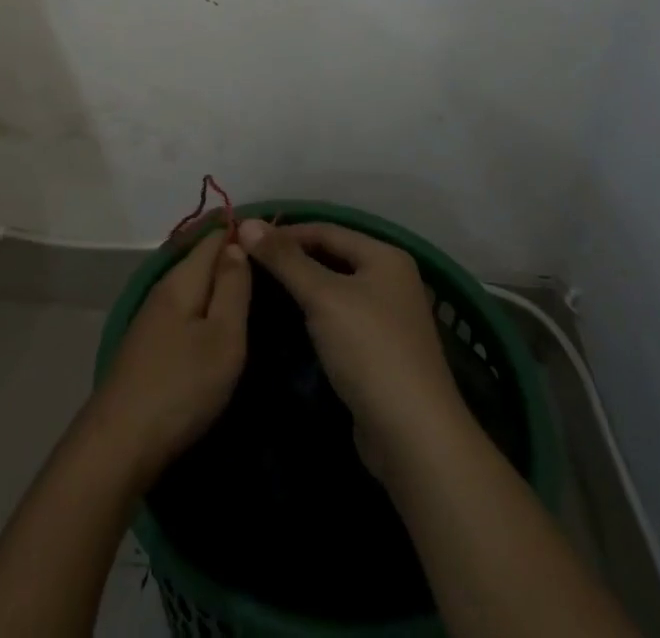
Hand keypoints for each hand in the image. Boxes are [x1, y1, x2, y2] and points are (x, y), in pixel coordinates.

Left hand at [86, 229, 251, 480]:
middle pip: (200, 260)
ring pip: (192, 286)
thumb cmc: (181, 386)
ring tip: (253, 290)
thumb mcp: (222, 338)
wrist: (120, 441)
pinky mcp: (149, 344)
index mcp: (181, 280)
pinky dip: (205, 306)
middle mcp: (163, 289)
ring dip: (218, 283)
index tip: (274, 236)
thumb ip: (233, 288)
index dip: (240, 231)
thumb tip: (236, 244)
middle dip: (230, 256)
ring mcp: (152, 317)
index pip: (213, 238)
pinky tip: (218, 322)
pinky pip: (184, 310)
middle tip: (271, 263)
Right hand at [236, 220, 466, 475]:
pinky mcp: (379, 351)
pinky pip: (339, 318)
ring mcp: (388, 318)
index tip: (245, 240)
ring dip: (300, 288)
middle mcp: (390, 280)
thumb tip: (246, 222)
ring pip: (334, 290)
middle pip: (332, 257)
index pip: (326, 230)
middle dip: (291, 259)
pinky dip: (314, 314)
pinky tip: (288, 321)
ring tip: (259, 288)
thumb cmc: (369, 350)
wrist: (414, 437)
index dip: (285, 232)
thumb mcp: (323, 297)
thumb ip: (285, 259)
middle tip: (248, 263)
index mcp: (385, 256)